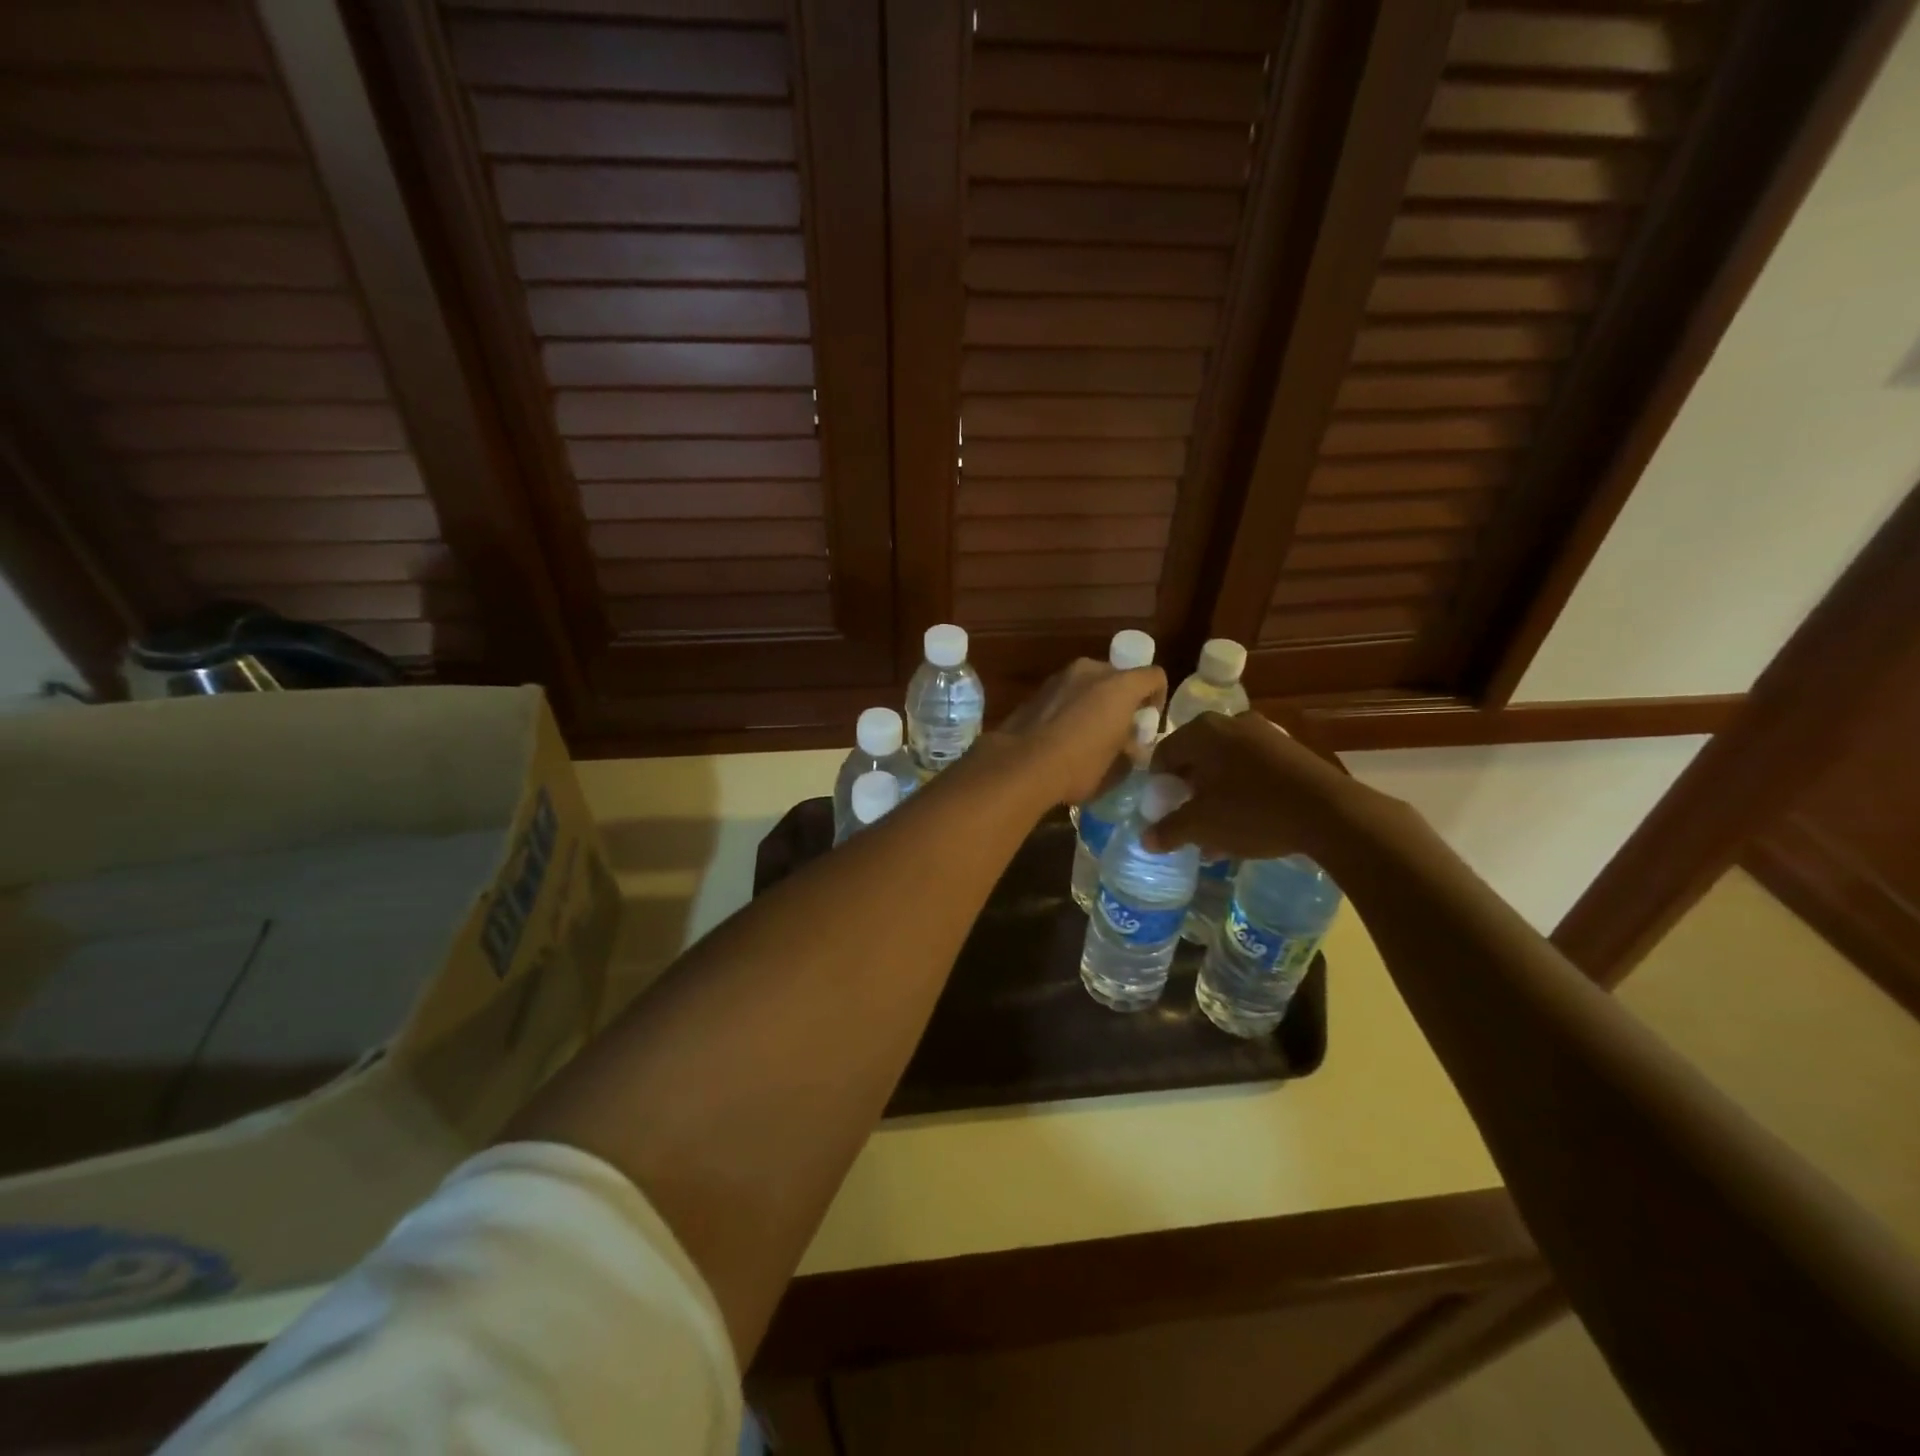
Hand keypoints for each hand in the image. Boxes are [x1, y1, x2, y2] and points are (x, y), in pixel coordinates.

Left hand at [990, 658, 1165, 807]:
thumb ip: (1131, 749)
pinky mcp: (1037, 690)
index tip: (1147, 724)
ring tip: (1088, 735)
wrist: (1021, 765)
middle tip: (1118, 731)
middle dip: (1122, 700)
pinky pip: (1065, 694)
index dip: (1157, 699)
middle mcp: (1091, 670)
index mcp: (1120, 685)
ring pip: (1088, 684)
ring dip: (1094, 702)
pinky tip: (1062, 736)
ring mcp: (1060, 677)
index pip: (1154, 676)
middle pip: (1118, 677)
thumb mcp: (1117, 766)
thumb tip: (1131, 746)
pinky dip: (1070, 707)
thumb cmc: (1080, 766)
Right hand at [1143, 711, 1358, 858]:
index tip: (1161, 811)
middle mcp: (1231, 722)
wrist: (1330, 812)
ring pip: (1226, 766)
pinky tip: (1247, 825)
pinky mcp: (1291, 751)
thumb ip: (1169, 830)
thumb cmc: (1252, 811)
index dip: (1157, 786)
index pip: (1163, 754)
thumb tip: (1146, 839)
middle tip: (1188, 821)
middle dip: (1188, 792)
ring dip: (1215, 796)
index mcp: (1202, 731)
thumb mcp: (1202, 826)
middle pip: (1196, 759)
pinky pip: (1253, 770)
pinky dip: (1242, 793)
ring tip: (1217, 832)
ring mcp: (1265, 734)